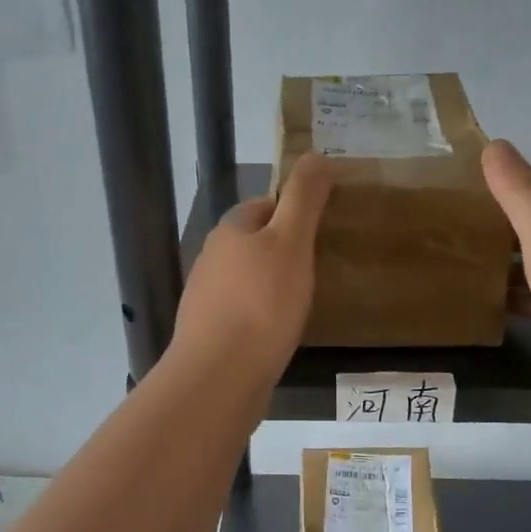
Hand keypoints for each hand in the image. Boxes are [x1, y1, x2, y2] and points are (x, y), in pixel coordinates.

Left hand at [173, 155, 333, 382]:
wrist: (220, 375)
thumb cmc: (261, 303)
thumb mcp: (291, 243)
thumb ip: (304, 199)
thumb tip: (315, 155)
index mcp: (230, 231)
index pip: (265, 205)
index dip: (295, 211)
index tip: (324, 229)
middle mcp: (211, 259)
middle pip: (255, 243)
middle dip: (285, 250)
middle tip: (322, 267)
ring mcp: (206, 299)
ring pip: (248, 280)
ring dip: (274, 285)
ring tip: (307, 301)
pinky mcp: (210, 334)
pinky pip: (243, 313)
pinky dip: (263, 316)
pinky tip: (281, 333)